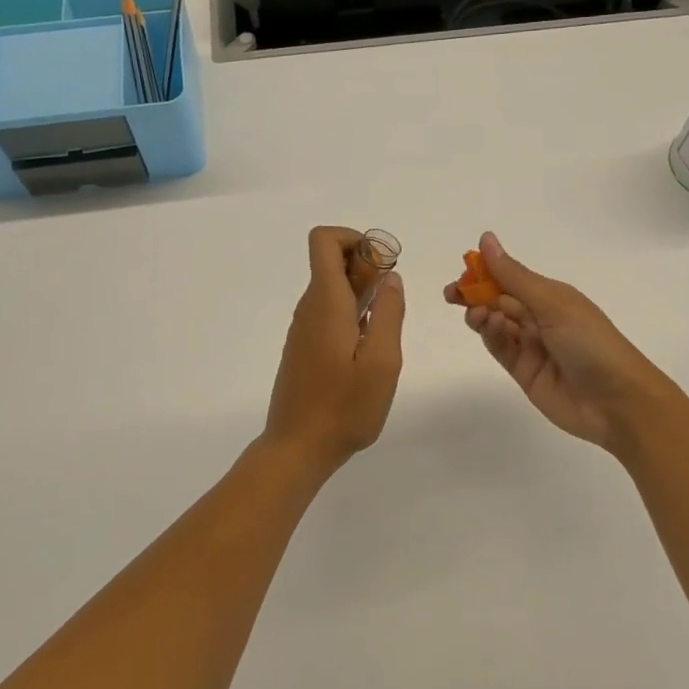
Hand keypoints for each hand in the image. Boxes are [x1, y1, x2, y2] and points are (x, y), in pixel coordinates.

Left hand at [261, 226, 406, 475]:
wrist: (297, 448)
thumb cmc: (344, 407)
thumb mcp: (382, 361)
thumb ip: (389, 313)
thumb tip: (391, 278)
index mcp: (326, 302)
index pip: (324, 240)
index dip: (355, 239)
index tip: (382, 266)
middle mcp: (309, 307)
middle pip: (331, 261)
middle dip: (366, 267)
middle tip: (391, 304)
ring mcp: (303, 328)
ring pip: (331, 288)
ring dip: (361, 293)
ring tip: (383, 332)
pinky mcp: (303, 347)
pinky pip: (327, 312)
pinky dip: (350, 314)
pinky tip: (365, 352)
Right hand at [445, 231, 685, 455]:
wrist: (617, 401)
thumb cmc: (591, 342)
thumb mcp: (553, 303)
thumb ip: (514, 276)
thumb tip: (486, 239)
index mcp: (551, 296)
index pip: (510, 277)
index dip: (486, 272)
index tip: (463, 268)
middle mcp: (540, 318)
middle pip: (499, 300)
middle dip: (475, 294)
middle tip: (452, 295)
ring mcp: (531, 346)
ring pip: (496, 324)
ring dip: (482, 315)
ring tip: (478, 315)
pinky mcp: (524, 371)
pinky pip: (500, 348)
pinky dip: (491, 336)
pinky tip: (490, 328)